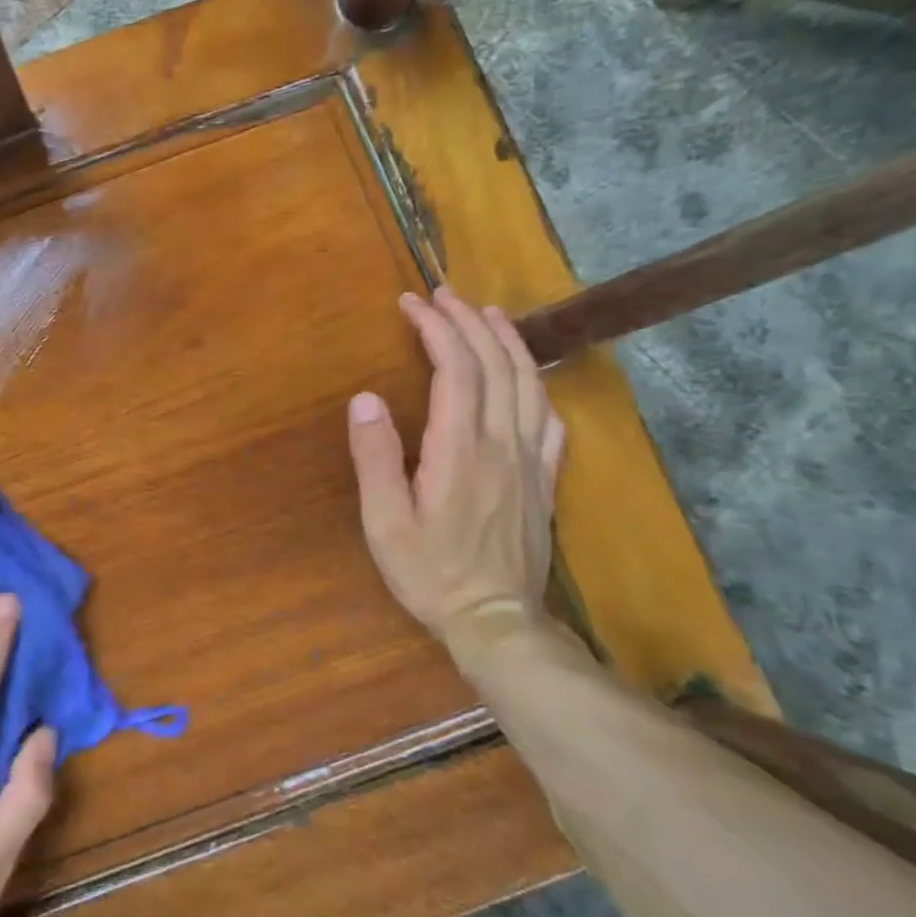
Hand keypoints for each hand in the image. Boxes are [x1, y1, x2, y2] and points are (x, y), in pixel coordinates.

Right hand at [346, 290, 565, 666]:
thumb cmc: (430, 571)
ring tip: (487, 313)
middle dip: (467, 322)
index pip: (456, 370)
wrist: (496, 620)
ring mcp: (530, 460)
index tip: (411, 305)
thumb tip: (365, 398)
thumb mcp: (384, 521)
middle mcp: (501, 444)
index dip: (436, 329)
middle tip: (442, 296)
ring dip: (507, 342)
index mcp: (460, 450)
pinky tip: (528, 375)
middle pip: (494, 366)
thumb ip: (375, 457)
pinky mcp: (544, 479)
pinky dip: (538, 384)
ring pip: (528, 384)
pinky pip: (549, 419)